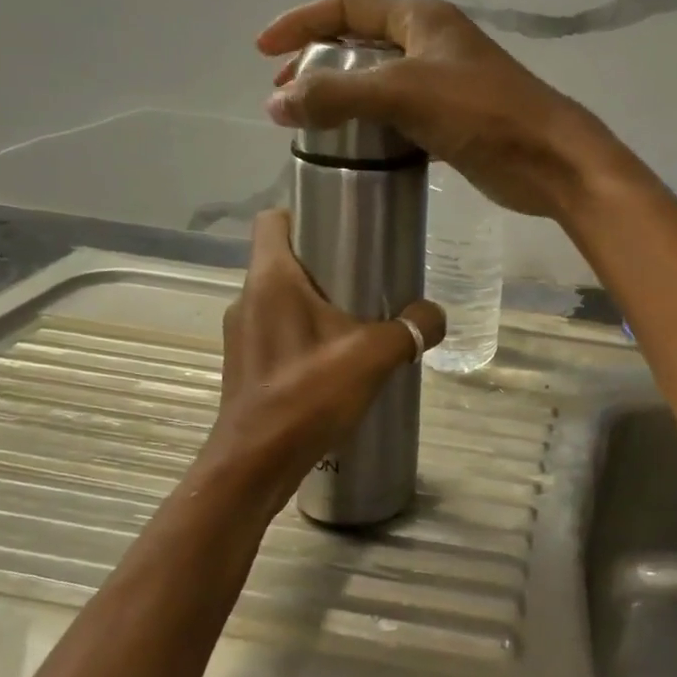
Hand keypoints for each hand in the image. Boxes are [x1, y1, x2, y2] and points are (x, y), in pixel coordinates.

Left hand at [202, 209, 444, 507]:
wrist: (255, 464)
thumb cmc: (307, 395)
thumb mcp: (373, 356)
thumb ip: (410, 329)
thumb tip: (435, 316)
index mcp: (271, 279)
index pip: (274, 219)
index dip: (304, 212)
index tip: (343, 226)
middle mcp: (248, 298)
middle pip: (284, 259)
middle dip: (324, 262)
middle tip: (367, 277)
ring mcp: (241, 333)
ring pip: (281, 298)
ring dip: (315, 303)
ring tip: (356, 322)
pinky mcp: (245, 364)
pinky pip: (277, 331)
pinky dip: (304, 334)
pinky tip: (334, 361)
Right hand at [256, 0, 622, 219]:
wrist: (550, 160)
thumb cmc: (482, 113)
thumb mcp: (403, 94)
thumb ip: (337, 95)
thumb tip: (276, 103)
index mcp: (423, 20)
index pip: (348, 6)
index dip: (302, 22)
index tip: (264, 52)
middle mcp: (434, 45)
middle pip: (362, 44)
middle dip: (320, 64)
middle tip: (287, 96)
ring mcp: (447, 86)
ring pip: (382, 85)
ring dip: (346, 101)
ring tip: (313, 127)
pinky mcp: (456, 124)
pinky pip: (403, 119)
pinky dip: (376, 130)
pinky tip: (358, 152)